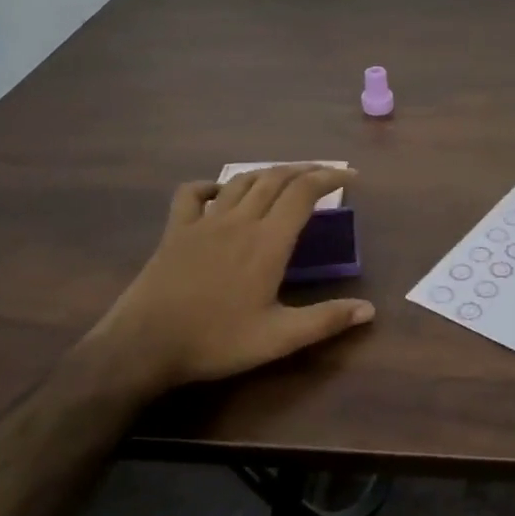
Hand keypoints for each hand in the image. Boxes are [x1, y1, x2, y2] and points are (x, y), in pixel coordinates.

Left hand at [81, 165, 374, 388]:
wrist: (145, 345)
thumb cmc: (216, 341)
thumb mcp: (278, 338)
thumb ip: (325, 320)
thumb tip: (369, 309)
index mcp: (268, 242)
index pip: (304, 193)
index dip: (330, 178)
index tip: (351, 177)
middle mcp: (239, 221)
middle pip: (276, 178)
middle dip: (305, 169)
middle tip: (325, 175)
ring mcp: (204, 222)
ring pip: (241, 181)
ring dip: (267, 173)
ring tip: (284, 177)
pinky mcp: (176, 230)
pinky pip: (192, 193)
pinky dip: (211, 185)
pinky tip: (219, 192)